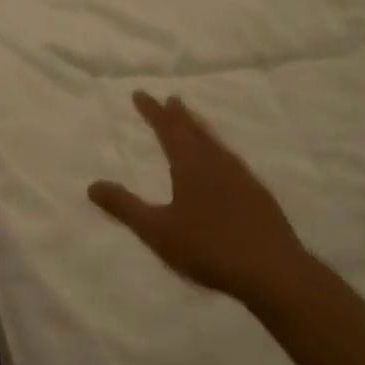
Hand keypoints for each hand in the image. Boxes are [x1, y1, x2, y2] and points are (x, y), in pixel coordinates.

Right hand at [88, 92, 328, 313]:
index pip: (168, 129)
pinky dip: (219, 151)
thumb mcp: (157, 231)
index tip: (140, 93)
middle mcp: (217, 163)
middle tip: (171, 99)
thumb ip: (125, 207)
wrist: (272, 270)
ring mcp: (242, 177)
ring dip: (201, 129)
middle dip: (179, 115)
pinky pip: (232, 160)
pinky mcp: (258, 194)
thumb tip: (92, 185)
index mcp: (190, 165)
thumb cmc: (208, 248)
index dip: (153, 111)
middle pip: (194, 131)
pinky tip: (224, 164)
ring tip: (194, 123)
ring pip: (216, 143)